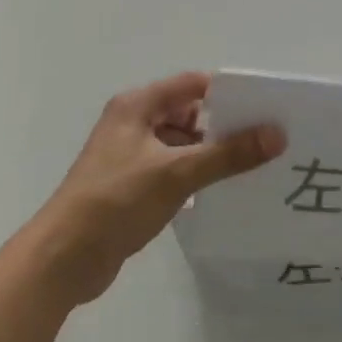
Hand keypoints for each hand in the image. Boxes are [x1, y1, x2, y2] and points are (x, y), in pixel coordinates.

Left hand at [30, 72, 285, 305]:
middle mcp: (133, 122)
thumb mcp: (176, 173)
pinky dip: (194, 175)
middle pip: (187, 113)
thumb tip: (277, 134)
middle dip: (223, 125)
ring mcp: (130, 155)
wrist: (64, 257)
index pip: (192, 85)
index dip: (227, 93)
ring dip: (210, 153)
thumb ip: (227, 154)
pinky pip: (171, 169)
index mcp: (138, 105)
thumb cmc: (117, 201)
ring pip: (180, 144)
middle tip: (267, 140)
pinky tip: (222, 192)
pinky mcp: (131, 185)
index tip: (264, 108)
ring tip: (254, 166)